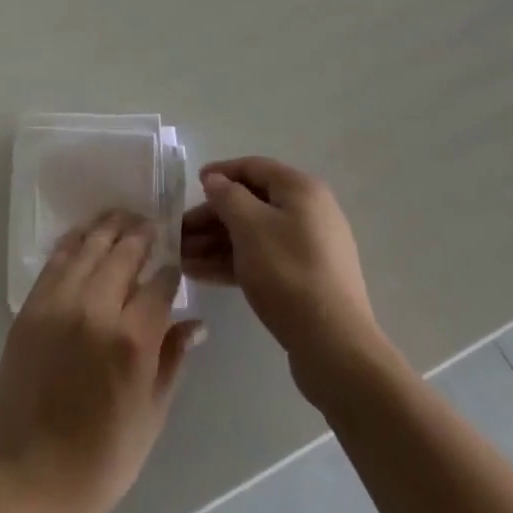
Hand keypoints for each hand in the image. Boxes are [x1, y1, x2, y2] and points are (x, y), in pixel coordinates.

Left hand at [0, 212, 204, 512]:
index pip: (160, 283)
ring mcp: (58, 304)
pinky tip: (84, 235)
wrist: (32, 481)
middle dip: (141, 234)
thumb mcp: (152, 415)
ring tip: (122, 217)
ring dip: (108, 227)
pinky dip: (73, 243)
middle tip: (151, 224)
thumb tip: (196, 324)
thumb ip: (173, 359)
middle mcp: (95, 309)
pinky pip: (56, 262)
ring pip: (88, 246)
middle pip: (123, 252)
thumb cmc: (103, 459)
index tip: (175, 262)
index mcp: (131, 340)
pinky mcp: (30, 308)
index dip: (171, 269)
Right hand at [181, 157, 384, 396]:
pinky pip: (262, 259)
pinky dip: (232, 262)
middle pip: (251, 204)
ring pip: (253, 235)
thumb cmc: (287, 272)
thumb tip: (215, 180)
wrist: (334, 345)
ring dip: (215, 243)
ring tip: (180, 258)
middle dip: (211, 218)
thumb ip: (227, 196)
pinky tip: (200, 274)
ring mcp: (308, 247)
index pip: (254, 167)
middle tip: (178, 234)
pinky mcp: (304, 279)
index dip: (221, 172)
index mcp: (300, 189)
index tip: (192, 184)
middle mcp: (308, 212)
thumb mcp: (250, 226)